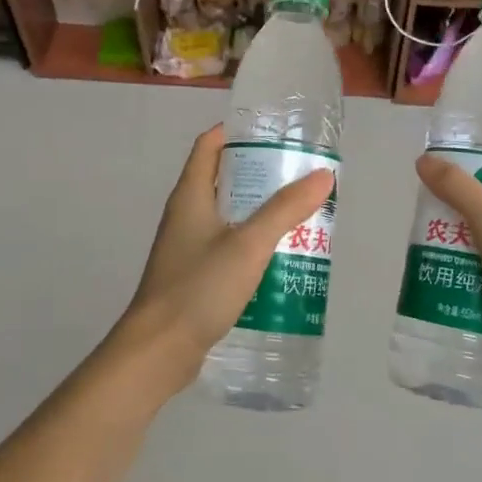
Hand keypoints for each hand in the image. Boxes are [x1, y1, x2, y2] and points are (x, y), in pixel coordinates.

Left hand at [119, 124, 334, 375]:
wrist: (159, 350)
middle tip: (300, 176)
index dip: (238, 132)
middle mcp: (185, 215)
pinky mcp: (194, 275)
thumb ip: (285, 209)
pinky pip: (226, 246)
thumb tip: (323, 174)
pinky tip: (279, 257)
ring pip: (227, 215)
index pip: (209, 145)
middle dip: (259, 174)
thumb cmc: (199, 288)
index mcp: (190, 195)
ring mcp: (187, 247)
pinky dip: (251, 243)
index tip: (275, 133)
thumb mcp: (248, 245)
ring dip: (258, 211)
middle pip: (222, 179)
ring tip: (299, 213)